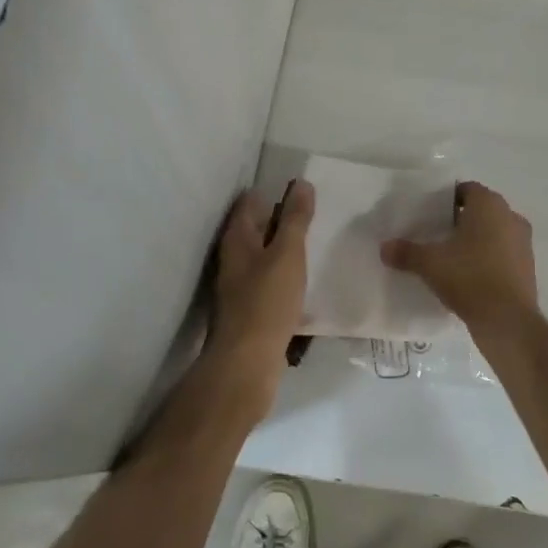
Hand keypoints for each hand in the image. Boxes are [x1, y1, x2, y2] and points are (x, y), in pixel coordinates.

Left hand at [206, 180, 315, 407]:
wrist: (247, 363)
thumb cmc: (266, 301)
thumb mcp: (287, 254)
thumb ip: (295, 219)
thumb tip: (301, 183)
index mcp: (237, 240)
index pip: (248, 202)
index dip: (270, 192)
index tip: (298, 187)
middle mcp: (233, 259)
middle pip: (254, 229)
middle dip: (279, 218)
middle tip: (311, 211)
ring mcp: (239, 286)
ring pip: (263, 257)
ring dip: (283, 248)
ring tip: (314, 241)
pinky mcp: (250, 310)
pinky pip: (269, 282)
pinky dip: (285, 274)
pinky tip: (304, 280)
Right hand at [381, 181, 538, 331]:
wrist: (508, 321)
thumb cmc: (469, 277)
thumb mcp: (430, 264)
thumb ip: (406, 252)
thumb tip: (384, 248)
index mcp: (489, 205)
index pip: (465, 189)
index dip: (445, 199)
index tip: (427, 215)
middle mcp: (511, 216)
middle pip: (480, 210)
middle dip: (459, 220)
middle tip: (435, 235)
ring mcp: (523, 242)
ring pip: (493, 232)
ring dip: (475, 240)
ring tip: (450, 257)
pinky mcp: (528, 267)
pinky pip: (503, 254)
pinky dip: (487, 259)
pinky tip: (468, 276)